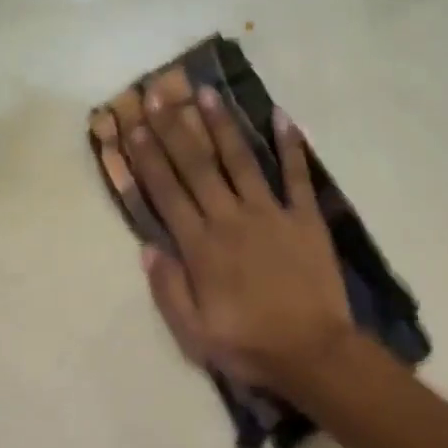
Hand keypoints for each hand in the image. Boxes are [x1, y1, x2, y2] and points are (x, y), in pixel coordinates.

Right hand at [121, 83, 353, 392]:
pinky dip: (290, 146)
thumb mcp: (193, 332)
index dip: (148, 158)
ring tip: (206, 94)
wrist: (313, 353)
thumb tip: (147, 247)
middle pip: (197, 167)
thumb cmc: (248, 345)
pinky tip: (282, 116)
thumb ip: (168, 287)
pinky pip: (296, 176)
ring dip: (221, 125)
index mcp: (201, 247)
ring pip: (241, 161)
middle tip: (160, 95)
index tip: (134, 127)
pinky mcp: (305, 219)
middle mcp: (231, 220)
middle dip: (175, 129)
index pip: (167, 193)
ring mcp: (271, 215)